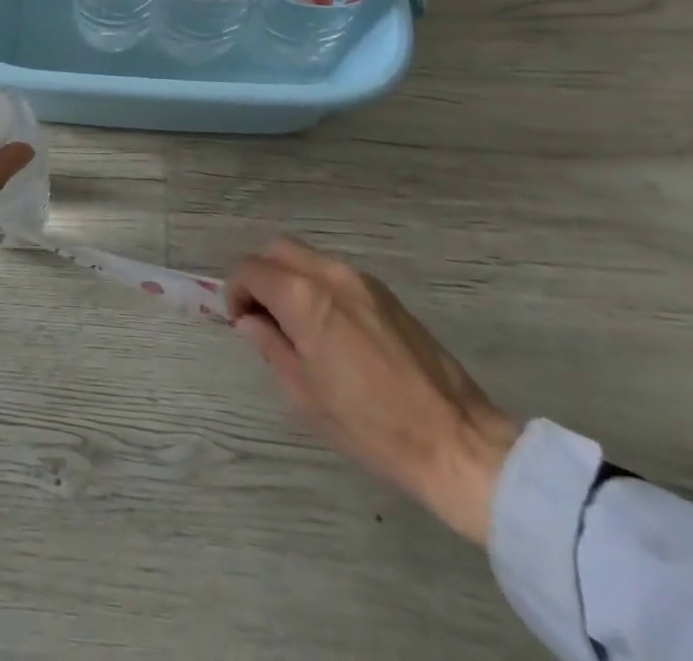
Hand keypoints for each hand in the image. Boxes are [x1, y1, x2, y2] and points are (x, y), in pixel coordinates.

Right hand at [228, 237, 520, 545]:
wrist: (457, 442)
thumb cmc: (371, 426)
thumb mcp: (304, 394)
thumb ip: (271, 346)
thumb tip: (250, 322)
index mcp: (304, 297)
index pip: (250, 269)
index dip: (236, 291)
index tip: (241, 322)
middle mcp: (331, 275)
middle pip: (278, 250)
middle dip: (261, 276)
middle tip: (263, 317)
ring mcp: (362, 280)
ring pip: (308, 258)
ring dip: (290, 279)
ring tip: (296, 326)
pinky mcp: (386, 294)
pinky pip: (336, 274)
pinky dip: (318, 287)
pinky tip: (330, 330)